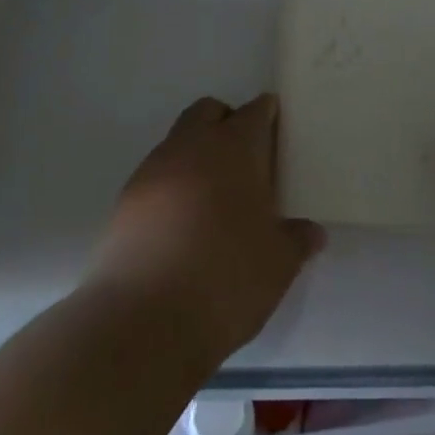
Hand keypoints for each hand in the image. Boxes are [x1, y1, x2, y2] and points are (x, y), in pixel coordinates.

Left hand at [90, 94, 325, 364]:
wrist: (142, 322)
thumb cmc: (226, 279)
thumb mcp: (278, 264)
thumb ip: (296, 240)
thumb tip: (311, 232)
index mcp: (233, 150)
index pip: (254, 113)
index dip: (267, 114)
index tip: (277, 126)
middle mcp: (190, 148)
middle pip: (207, 112)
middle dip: (226, 122)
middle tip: (245, 158)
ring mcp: (151, 173)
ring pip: (177, 143)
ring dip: (196, 156)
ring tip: (214, 199)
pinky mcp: (124, 204)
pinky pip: (155, 178)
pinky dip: (172, 187)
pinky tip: (183, 225)